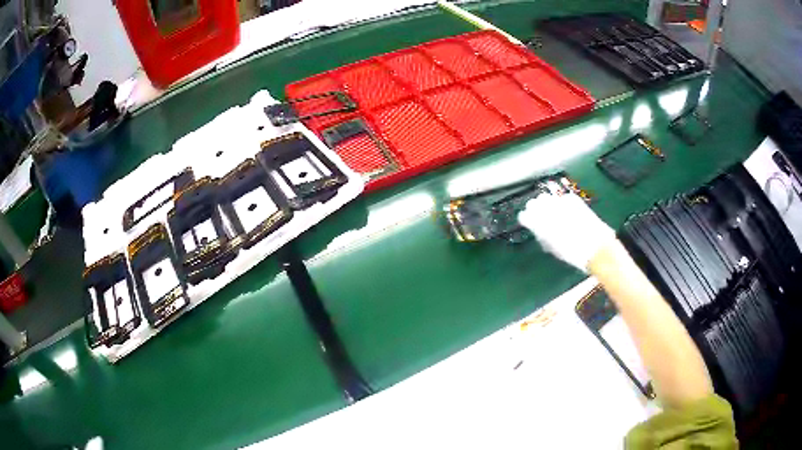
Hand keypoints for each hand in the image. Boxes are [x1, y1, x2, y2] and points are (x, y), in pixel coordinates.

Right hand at [518, 193, 616, 271]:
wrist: (595, 247)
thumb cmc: (572, 253)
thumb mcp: (553, 248)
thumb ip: (542, 236)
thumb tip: (539, 231)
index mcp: (540, 224)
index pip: (524, 215)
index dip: (526, 219)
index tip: (529, 223)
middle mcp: (547, 209)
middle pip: (534, 202)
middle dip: (536, 209)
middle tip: (541, 217)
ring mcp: (560, 202)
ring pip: (547, 197)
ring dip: (548, 204)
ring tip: (554, 213)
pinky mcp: (573, 199)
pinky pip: (562, 198)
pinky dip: (563, 204)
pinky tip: (568, 212)